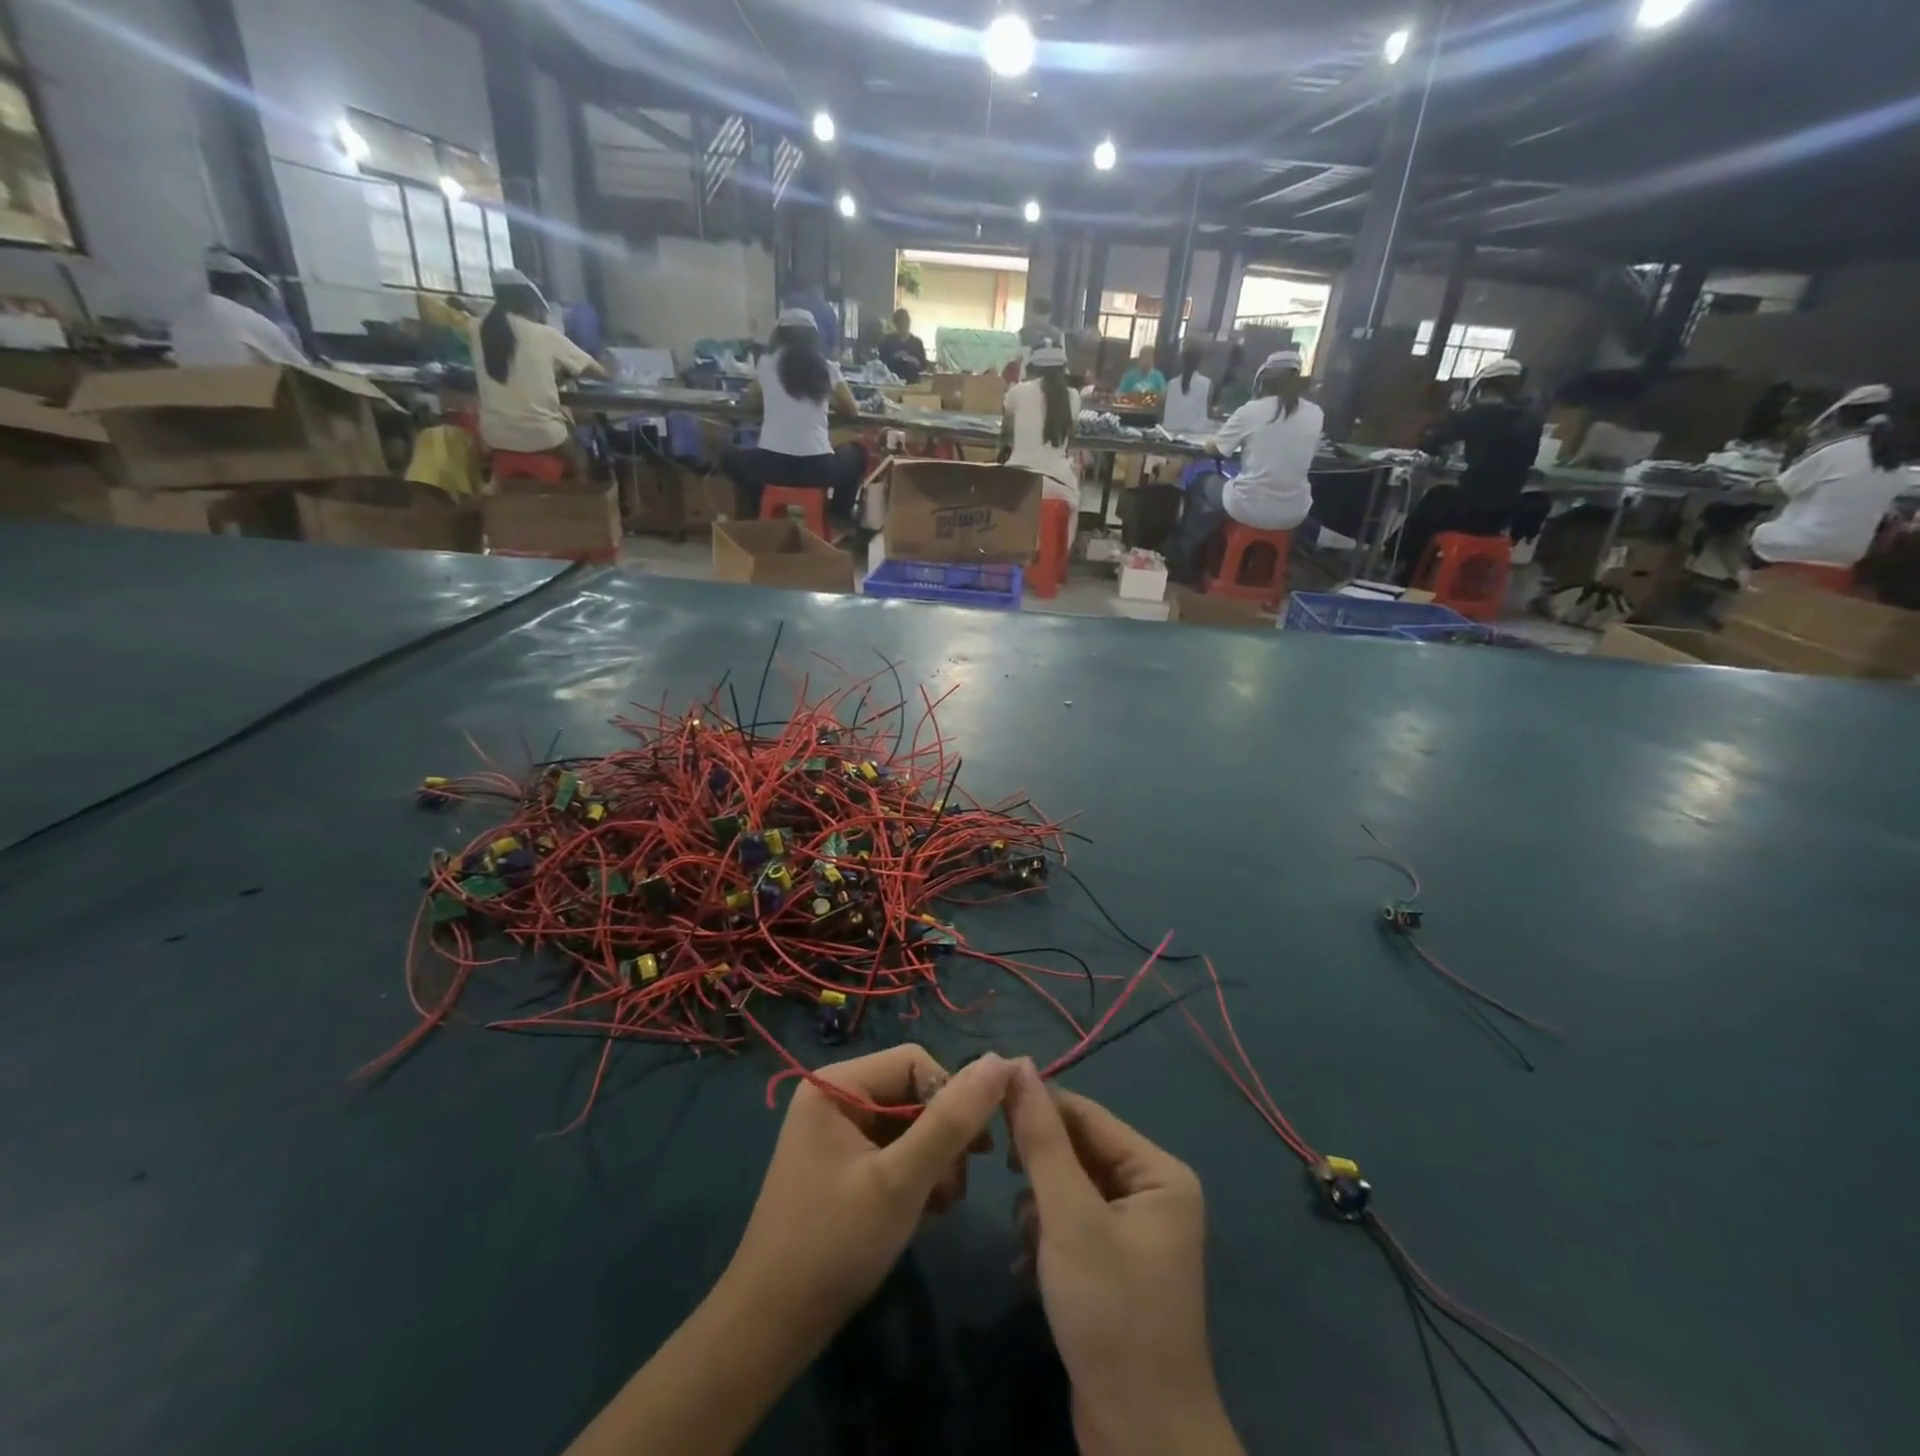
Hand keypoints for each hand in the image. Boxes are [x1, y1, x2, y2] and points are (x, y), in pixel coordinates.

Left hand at [724, 1047, 1014, 1343]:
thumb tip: (1000, 1062)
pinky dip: (914, 1175)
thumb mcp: (901, 1181)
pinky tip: (924, 1211)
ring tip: (941, 1205)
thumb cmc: (834, 1245)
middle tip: (956, 1188)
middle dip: (943, 1136)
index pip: (915, 1061)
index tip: (973, 1150)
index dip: (950, 1097)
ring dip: (934, 1160)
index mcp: (837, 1084)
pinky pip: (892, 1149)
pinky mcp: (841, 1164)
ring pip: (908, 1123)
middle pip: (912, 1091)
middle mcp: (834, 1096)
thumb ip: (951, 1121)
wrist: (769, 1329)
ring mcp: (836, 1132)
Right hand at [1005, 1061, 1242, 1455]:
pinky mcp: (1114, 1268)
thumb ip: (1041, 1138)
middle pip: (1079, 1151)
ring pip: (1070, 1188)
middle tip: (1001, 1171)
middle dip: (1039, 1166)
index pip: (1086, 1115)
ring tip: (1025, 1237)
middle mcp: (1152, 1193)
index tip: (985, 1103)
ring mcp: (1134, 1233)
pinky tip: (1027, 1265)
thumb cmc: (1109, 1311)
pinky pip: (1072, 1225)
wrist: (1140, 1439)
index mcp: (1158, 1172)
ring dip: (1039, 1205)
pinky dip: (1046, 1237)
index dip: (1037, 1106)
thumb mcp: (1069, 1216)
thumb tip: (1017, 1064)